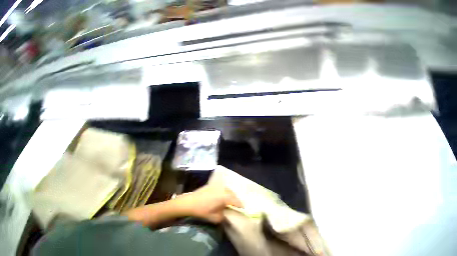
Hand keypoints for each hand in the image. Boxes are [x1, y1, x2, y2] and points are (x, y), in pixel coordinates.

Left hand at [177, 185, 242, 222]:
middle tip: (236, 205)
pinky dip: (225, 191)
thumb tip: (227, 213)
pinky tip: (222, 196)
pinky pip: (222, 187)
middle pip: (232, 193)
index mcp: (224, 196)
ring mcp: (217, 185)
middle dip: (235, 199)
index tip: (243, 209)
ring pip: (227, 189)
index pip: (235, 200)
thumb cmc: (202, 210)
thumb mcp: (215, 217)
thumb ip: (224, 215)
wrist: (190, 202)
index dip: (240, 205)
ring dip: (230, 194)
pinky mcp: (213, 184)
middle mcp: (223, 189)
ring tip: (230, 201)